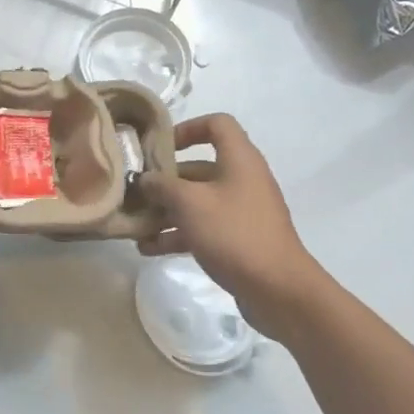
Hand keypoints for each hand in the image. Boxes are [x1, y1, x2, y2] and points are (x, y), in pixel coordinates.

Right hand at [138, 114, 319, 311]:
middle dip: (165, 181)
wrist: (278, 290)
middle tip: (135, 192)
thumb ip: (162, 186)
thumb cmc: (233, 233)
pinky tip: (148, 249)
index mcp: (239, 160)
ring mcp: (242, 212)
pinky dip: (178, 234)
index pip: (216, 124)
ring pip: (197, 202)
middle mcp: (242, 180)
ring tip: (135, 225)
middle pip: (199, 168)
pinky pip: (203, 228)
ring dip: (166, 211)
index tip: (159, 147)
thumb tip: (145, 179)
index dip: (187, 129)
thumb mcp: (190, 204)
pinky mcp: (238, 239)